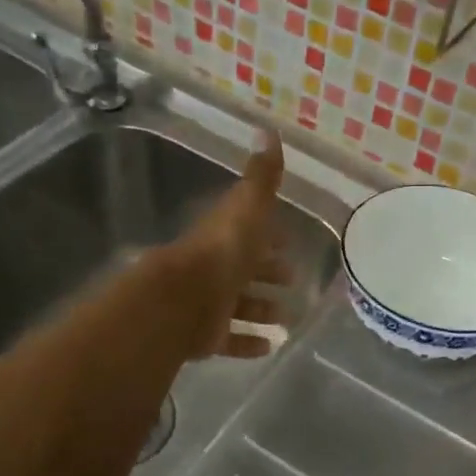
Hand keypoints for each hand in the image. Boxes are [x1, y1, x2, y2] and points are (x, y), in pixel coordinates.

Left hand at [167, 130, 294, 359]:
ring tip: (286, 318)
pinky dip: (248, 342)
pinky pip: (229, 339)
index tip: (289, 242)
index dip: (270, 236)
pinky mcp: (205, 335)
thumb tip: (269, 131)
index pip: (250, 232)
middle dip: (268, 274)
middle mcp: (215, 268)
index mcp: (225, 237)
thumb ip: (261, 178)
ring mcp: (208, 304)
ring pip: (238, 306)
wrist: (182, 300)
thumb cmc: (221, 253)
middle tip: (293, 280)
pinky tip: (269, 345)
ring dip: (261, 310)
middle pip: (245, 270)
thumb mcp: (247, 209)